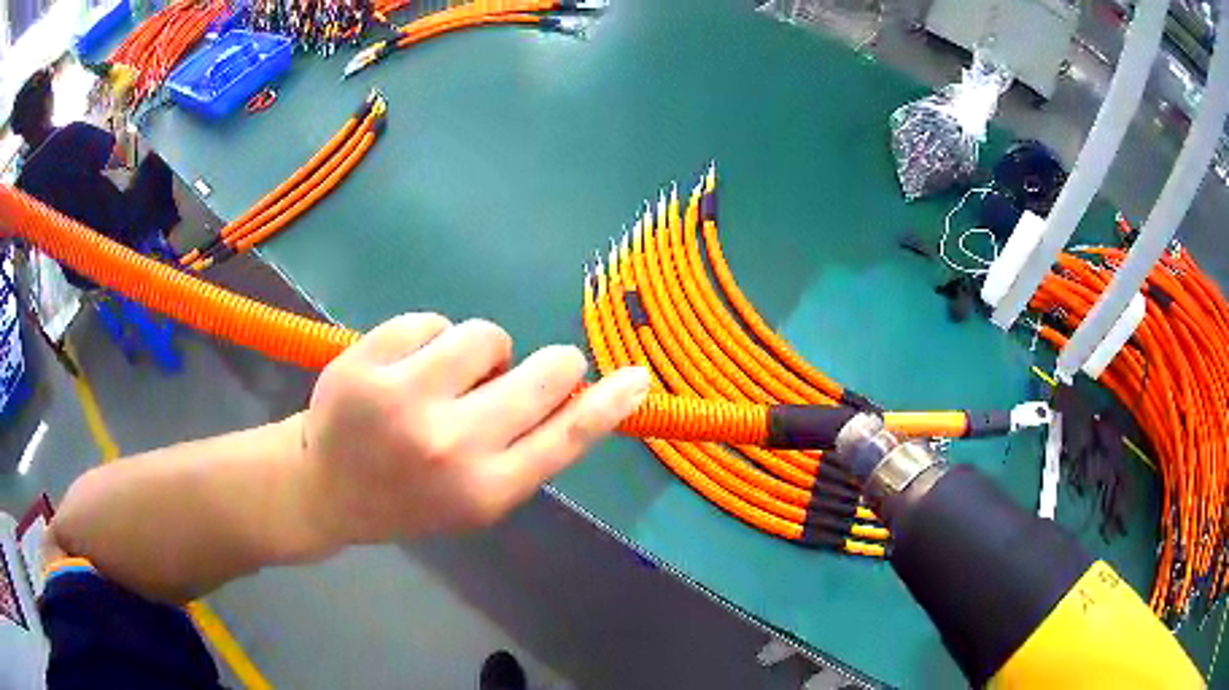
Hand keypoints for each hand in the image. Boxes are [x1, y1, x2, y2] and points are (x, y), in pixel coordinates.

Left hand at [299, 314, 649, 549]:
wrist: (325, 490)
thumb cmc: (410, 497)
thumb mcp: (476, 497)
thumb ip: (527, 450)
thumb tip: (581, 393)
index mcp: (484, 490)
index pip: (567, 437)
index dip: (608, 404)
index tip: (636, 378)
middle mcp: (449, 446)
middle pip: (540, 374)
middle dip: (550, 364)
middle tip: (533, 369)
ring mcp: (401, 400)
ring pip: (485, 334)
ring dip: (478, 352)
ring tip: (448, 378)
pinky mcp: (364, 362)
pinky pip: (430, 321)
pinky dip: (428, 339)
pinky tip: (404, 369)